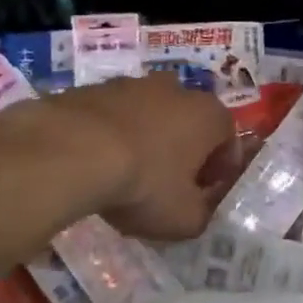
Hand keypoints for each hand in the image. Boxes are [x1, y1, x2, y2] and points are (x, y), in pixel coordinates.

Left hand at [46, 74, 235, 240]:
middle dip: (184, 150)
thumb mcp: (184, 219)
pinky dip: (113, 134)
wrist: (73, 151)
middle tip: (168, 185)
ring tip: (127, 173)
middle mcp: (178, 89)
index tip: (203, 194)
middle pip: (190, 123)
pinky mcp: (96, 87)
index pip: (229, 141)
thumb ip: (202, 215)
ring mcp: (134, 83)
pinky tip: (97, 162)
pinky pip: (115, 115)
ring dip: (147, 139)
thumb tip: (197, 209)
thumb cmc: (144, 184)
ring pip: (151, 114)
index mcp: (210, 116)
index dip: (220, 171)